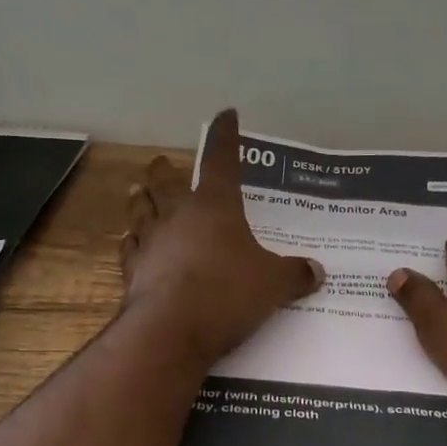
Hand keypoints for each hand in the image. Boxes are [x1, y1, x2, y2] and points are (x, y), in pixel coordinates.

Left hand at [120, 109, 323, 365]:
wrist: (172, 330)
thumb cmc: (228, 293)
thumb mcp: (273, 285)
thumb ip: (294, 274)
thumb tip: (316, 271)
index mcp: (215, 206)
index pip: (221, 159)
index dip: (225, 136)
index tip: (225, 115)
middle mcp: (179, 215)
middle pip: (167, 183)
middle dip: (165, 170)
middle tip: (160, 162)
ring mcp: (151, 242)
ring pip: (142, 211)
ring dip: (141, 200)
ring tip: (138, 192)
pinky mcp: (133, 271)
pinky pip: (129, 248)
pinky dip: (131, 242)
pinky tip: (130, 242)